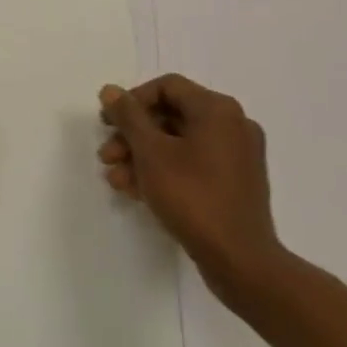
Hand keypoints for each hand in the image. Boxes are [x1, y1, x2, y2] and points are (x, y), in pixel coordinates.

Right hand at [98, 74, 294, 309]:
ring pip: (179, 143)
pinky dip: (165, 171)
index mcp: (217, 109)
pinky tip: (137, 191)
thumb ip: (128, 117)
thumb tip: (110, 90)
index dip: (132, 101)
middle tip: (106, 155)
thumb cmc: (192, 196)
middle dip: (133, 135)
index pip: (167, 86)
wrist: (240, 260)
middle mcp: (232, 125)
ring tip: (117, 179)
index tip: (107, 122)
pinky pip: (193, 164)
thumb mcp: (151, 152)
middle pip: (171, 116)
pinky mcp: (235, 183)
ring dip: (143, 156)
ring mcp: (237, 155)